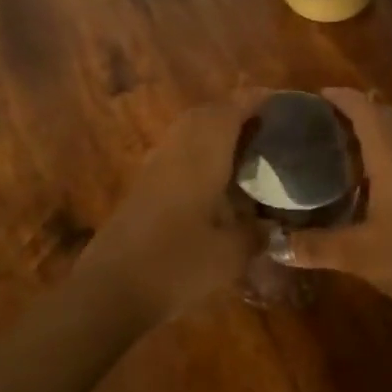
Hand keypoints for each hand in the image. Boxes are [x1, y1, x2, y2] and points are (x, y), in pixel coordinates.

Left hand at [74, 91, 265, 326]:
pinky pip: (176, 156)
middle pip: (205, 115)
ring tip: (246, 154)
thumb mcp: (231, 254)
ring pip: (187, 134)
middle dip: (235, 114)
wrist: (110, 290)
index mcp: (202, 154)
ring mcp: (154, 169)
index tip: (281, 103)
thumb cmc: (177, 265)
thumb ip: (256, 234)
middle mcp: (176, 151)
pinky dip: (199, 157)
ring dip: (214, 135)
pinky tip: (216, 184)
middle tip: (266, 130)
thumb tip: (272, 228)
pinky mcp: (142, 189)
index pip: (231, 110)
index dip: (257, 101)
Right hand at [281, 88, 391, 317]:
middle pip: (385, 112)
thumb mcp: (362, 256)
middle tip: (320, 126)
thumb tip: (274, 244)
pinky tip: (376, 180)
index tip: (311, 98)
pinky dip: (391, 148)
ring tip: (342, 148)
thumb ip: (316, 247)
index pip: (364, 107)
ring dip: (375, 128)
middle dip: (354, 110)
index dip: (339, 97)